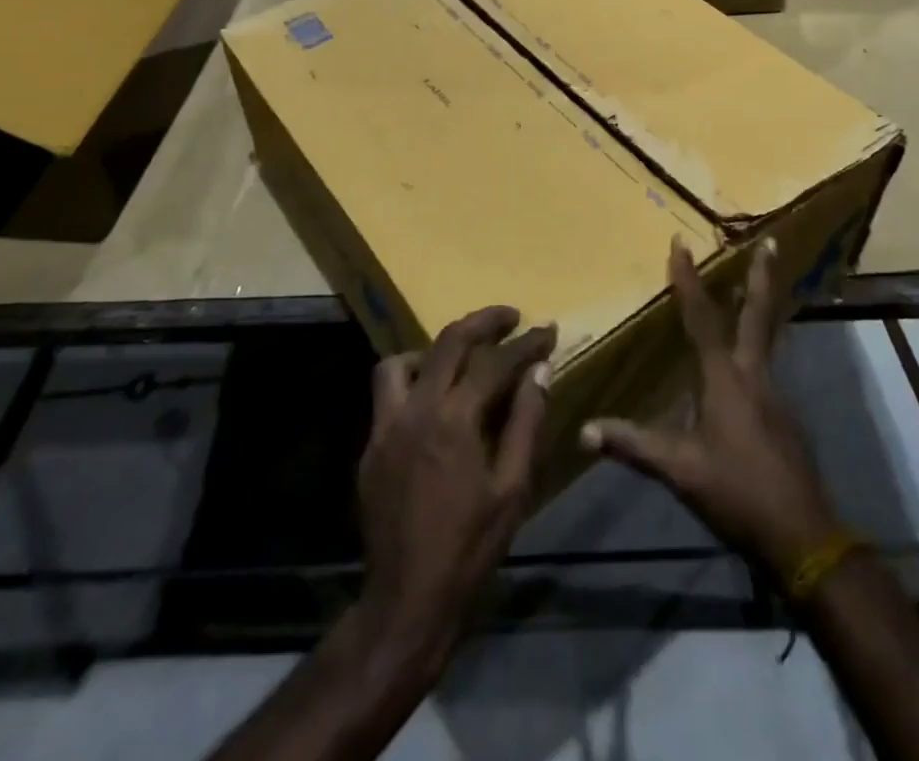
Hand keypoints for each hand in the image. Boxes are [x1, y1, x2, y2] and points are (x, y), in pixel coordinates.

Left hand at [356, 306, 555, 664]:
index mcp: (455, 419)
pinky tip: (433, 403)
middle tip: (511, 317)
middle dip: (484, 321)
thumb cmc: (471, 546)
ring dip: (434, 351)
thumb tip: (539, 371)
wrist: (408, 600)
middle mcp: (416, 409)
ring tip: (460, 361)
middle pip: (448, 342)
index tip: (548, 331)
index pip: (495, 362)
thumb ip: (527, 421)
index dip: (526, 343)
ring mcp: (386, 426)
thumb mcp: (514, 487)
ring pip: (402, 361)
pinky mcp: (370, 447)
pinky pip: (387, 394)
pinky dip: (413, 382)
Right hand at [582, 238, 840, 577]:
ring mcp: (774, 395)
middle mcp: (754, 375)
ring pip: (767, 338)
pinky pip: (767, 365)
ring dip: (761, 306)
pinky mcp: (784, 416)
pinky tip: (746, 359)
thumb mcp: (679, 470)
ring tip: (755, 285)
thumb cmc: (737, 492)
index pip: (702, 319)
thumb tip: (584, 430)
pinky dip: (758, 344)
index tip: (681, 244)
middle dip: (762, 277)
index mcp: (725, 379)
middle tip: (772, 242)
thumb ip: (634, 445)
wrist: (802, 536)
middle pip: (758, 315)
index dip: (688, 281)